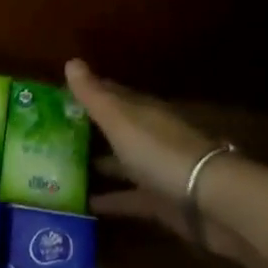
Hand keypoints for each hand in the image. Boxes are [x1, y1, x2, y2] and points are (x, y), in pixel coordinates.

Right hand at [66, 59, 249, 260]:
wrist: (212, 202)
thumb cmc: (161, 152)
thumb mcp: (121, 121)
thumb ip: (95, 96)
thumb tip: (71, 61)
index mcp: (142, 112)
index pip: (114, 94)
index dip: (91, 92)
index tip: (62, 94)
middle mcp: (150, 137)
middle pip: (118, 129)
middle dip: (92, 129)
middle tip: (56, 133)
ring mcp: (157, 170)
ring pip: (124, 163)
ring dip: (100, 164)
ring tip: (64, 170)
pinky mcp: (161, 202)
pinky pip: (130, 198)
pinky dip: (111, 200)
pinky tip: (87, 206)